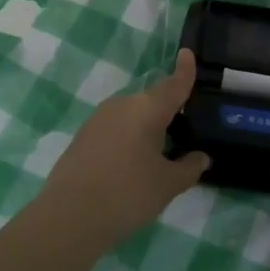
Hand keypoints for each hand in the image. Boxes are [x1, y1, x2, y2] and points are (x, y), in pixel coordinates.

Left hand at [38, 49, 209, 253]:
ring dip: (145, 127)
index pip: (173, 84)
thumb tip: (201, 157)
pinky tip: (130, 164)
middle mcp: (123, 105)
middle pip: (152, 101)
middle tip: (182, 131)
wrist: (68, 218)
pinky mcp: (83, 136)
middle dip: (167, 112)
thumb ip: (189, 168)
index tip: (187, 53)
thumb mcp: (168, 185)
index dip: (184, 70)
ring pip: (132, 115)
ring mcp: (98, 119)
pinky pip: (115, 128)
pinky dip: (127, 138)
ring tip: (157, 154)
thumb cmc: (127, 194)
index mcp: (148, 109)